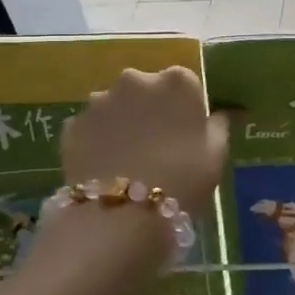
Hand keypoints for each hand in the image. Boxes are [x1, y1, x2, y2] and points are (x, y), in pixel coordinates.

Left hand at [59, 67, 229, 216]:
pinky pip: (92, 128)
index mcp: (177, 81)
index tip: (188, 131)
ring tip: (129, 158)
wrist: (122, 214)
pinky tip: (107, 167)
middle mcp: (136, 80)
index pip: (186, 84)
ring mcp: (100, 101)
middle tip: (158, 144)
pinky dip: (99, 140)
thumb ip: (219, 125)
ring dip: (123, 122)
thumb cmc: (184, 178)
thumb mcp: (217, 153)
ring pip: (116, 106)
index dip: (187, 108)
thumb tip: (221, 113)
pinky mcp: (72, 126)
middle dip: (151, 109)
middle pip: (147, 89)